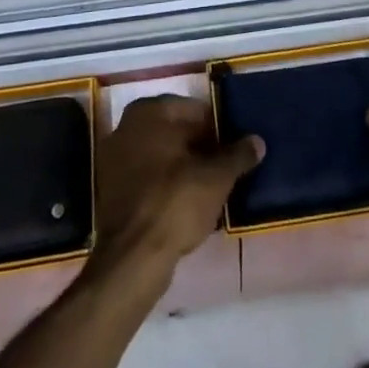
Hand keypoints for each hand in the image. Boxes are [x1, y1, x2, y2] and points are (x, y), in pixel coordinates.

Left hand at [92, 96, 262, 281]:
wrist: (132, 258)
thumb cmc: (175, 202)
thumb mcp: (217, 177)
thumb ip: (238, 155)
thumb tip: (257, 141)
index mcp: (149, 112)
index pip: (194, 109)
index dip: (218, 128)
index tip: (235, 146)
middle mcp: (126, 127)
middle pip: (176, 131)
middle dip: (201, 147)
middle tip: (226, 167)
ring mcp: (114, 159)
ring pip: (162, 156)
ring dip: (185, 167)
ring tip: (211, 187)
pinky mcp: (111, 191)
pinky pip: (148, 179)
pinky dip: (167, 185)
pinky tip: (188, 204)